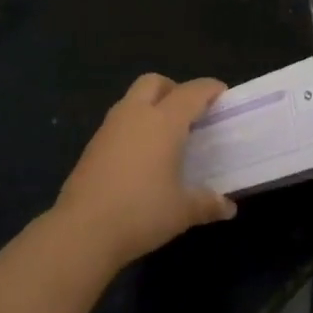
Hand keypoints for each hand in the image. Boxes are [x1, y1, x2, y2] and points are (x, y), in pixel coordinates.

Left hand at [54, 74, 236, 269]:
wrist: (83, 229)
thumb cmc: (141, 212)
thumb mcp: (182, 211)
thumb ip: (207, 204)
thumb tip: (228, 208)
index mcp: (163, 122)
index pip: (191, 93)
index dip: (209, 89)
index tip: (222, 93)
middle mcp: (135, 114)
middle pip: (154, 82)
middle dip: (174, 89)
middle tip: (188, 112)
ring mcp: (109, 127)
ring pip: (132, 99)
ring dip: (150, 105)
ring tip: (165, 135)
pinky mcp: (93, 144)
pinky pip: (118, 121)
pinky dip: (133, 126)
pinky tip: (140, 155)